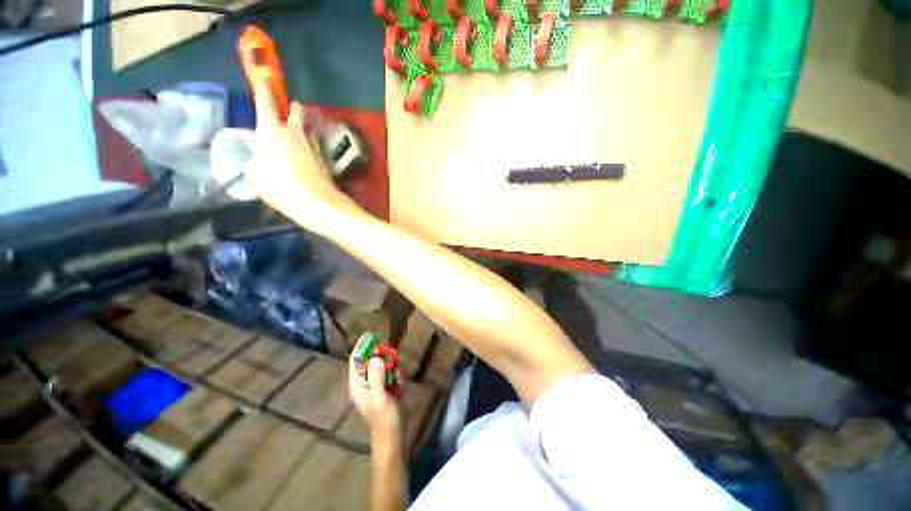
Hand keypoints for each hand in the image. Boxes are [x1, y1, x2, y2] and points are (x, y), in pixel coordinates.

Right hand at [244, 79, 355, 231]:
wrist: (318, 203)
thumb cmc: (281, 188)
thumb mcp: (256, 178)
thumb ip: (256, 165)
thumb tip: (260, 163)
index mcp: (272, 131)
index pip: (266, 102)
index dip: (263, 87)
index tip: (263, 75)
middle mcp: (295, 133)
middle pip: (297, 110)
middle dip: (292, 108)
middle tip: (287, 115)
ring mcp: (314, 146)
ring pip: (308, 129)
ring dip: (303, 129)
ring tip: (296, 140)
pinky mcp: (325, 160)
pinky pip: (316, 147)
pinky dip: (310, 148)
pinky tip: (306, 159)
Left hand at [349, 353, 402, 444]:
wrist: (393, 435)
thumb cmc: (383, 418)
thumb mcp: (380, 397)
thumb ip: (377, 377)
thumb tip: (375, 357)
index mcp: (357, 384)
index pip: (355, 360)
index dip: (361, 346)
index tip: (370, 334)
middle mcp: (364, 382)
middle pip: (367, 361)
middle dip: (377, 354)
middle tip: (389, 352)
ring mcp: (375, 385)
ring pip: (379, 365)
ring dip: (388, 363)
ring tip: (394, 371)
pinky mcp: (385, 387)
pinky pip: (388, 372)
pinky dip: (393, 371)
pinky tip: (398, 380)